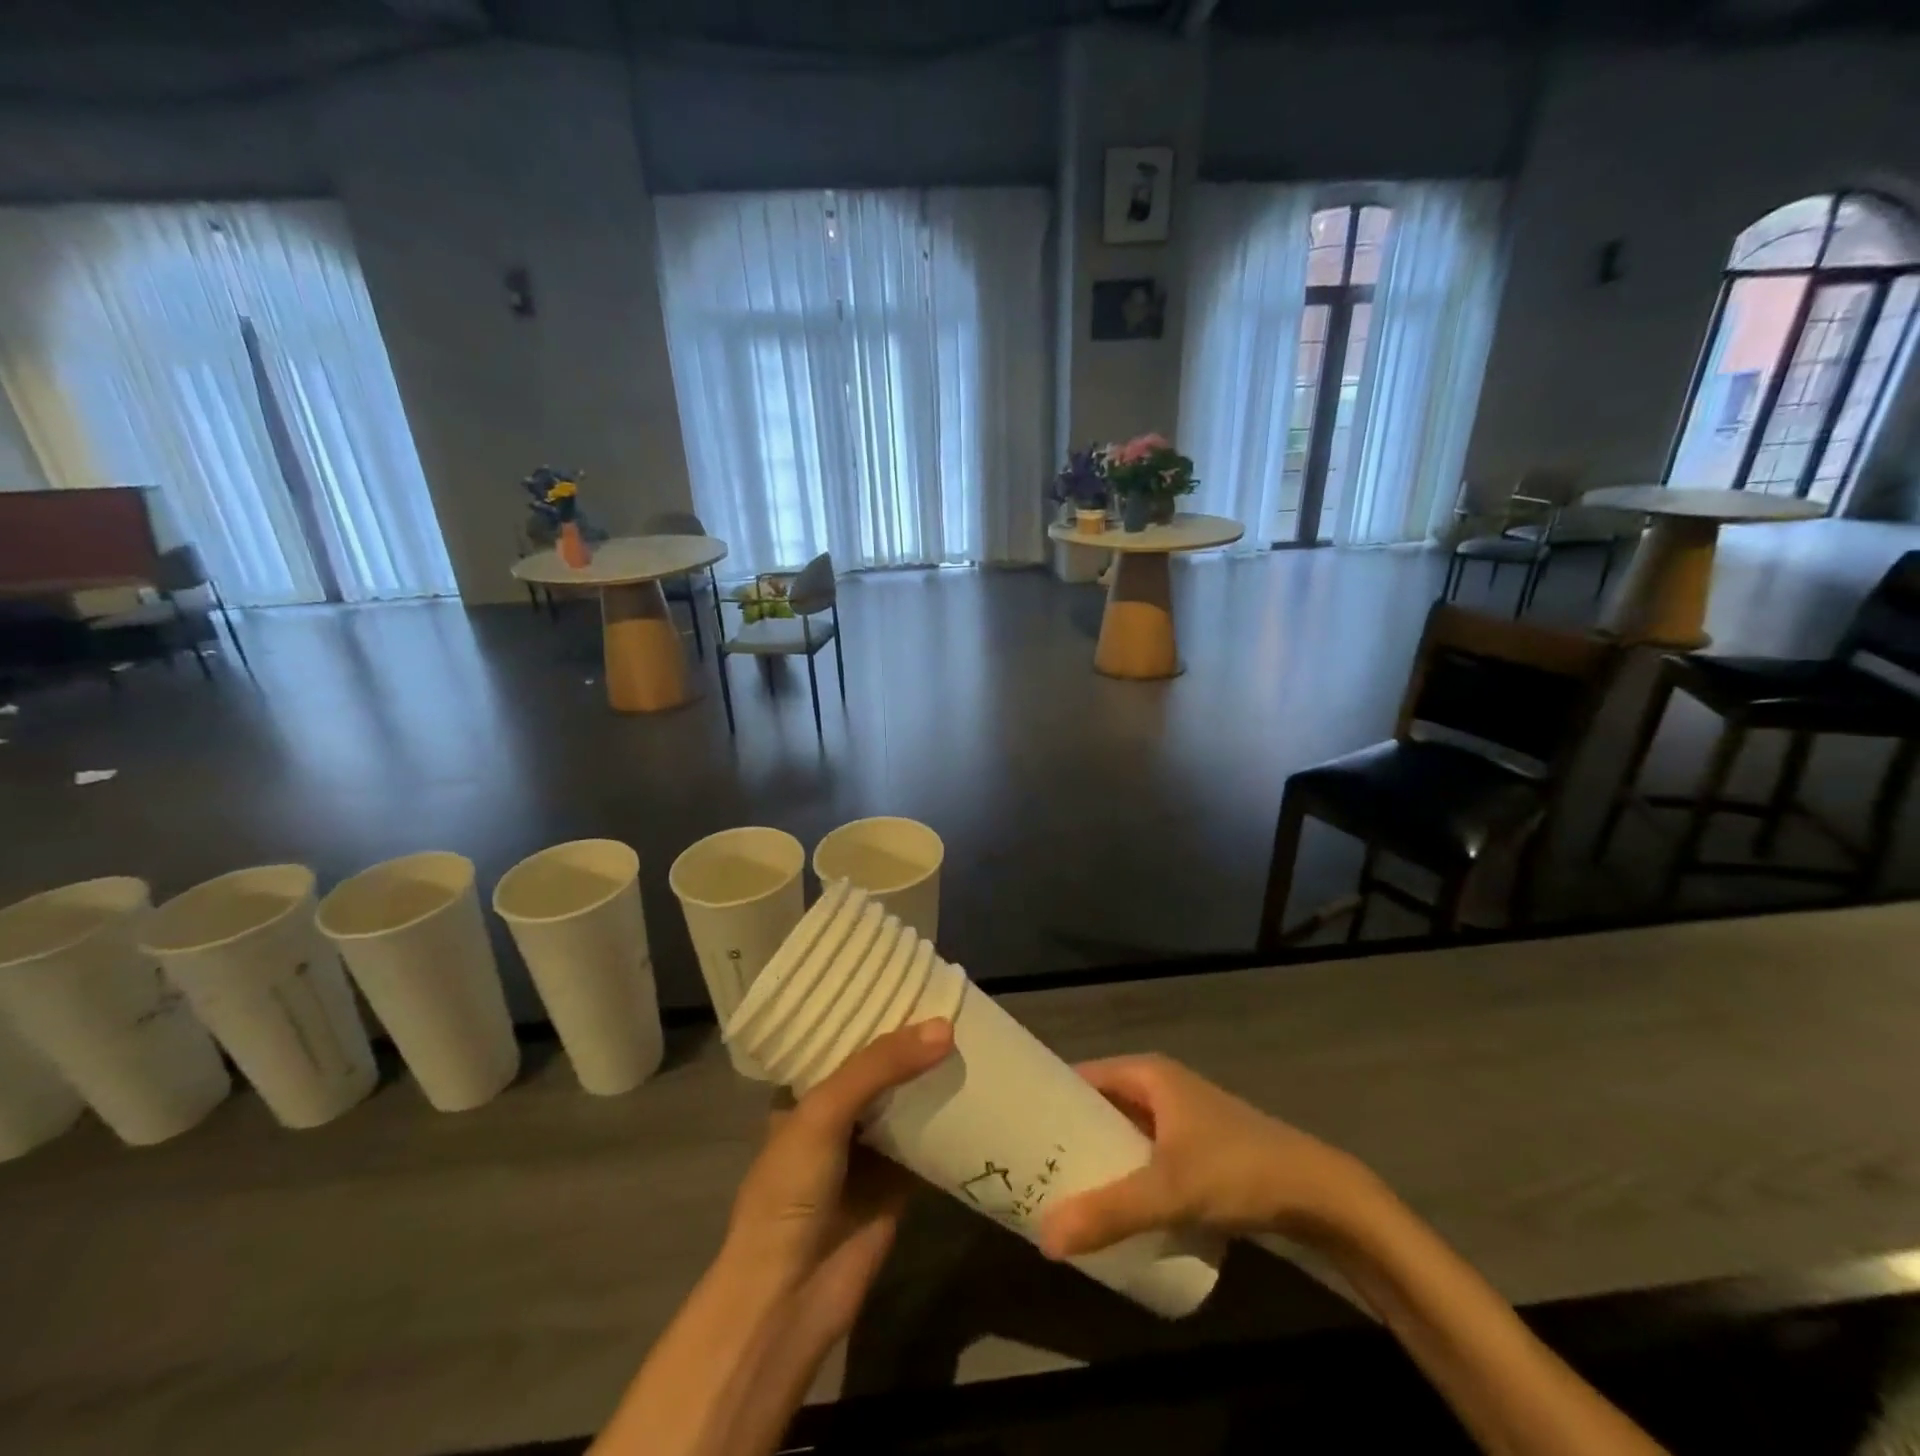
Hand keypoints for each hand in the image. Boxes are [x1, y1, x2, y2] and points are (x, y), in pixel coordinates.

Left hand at [720, 1019, 953, 1346]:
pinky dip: (952, 1121)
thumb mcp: (823, 1112)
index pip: (843, 1038)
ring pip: (908, 1101)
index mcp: (805, 1092)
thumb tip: (944, 1027)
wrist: (789, 1298)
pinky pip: (931, 1141)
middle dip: (913, 1041)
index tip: (915, 980)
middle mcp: (836, 1115)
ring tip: (976, 1034)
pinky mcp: (898, 1182)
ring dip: (934, 1076)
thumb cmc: (789, 1191)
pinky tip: (983, 1090)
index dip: (874, 1010)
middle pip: (882, 1068)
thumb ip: (879, 1066)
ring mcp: (868, 1149)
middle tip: (958, 1003)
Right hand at [1037, 1054, 1376, 1258]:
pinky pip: (1144, 1155)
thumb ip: (1110, 1212)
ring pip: (1123, 1133)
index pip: (1081, 1076)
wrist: (1319, 1194)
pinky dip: (1125, 1173)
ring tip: (1059, 1190)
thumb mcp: (1170, 1191)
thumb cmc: (1238, 1170)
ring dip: (1097, 1158)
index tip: (1017, 1129)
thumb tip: (1045, 1238)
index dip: (1050, 1099)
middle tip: (1031, 1170)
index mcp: (1147, 1074)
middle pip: (1100, 1106)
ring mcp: (1180, 1118)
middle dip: (1069, 1136)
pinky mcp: (1196, 1149)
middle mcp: (1160, 1086)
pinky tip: (1111, 1206)